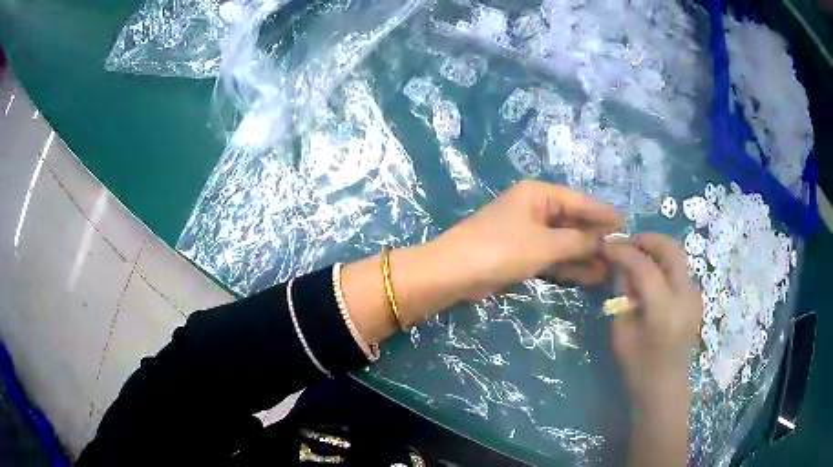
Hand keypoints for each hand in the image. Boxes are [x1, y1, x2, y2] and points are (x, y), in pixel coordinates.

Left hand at [342, 180, 620, 344]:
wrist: (454, 273)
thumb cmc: (501, 250)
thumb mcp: (545, 245)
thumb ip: (578, 241)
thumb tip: (605, 240)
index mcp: (539, 194)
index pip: (580, 201)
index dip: (603, 214)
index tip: (627, 225)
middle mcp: (535, 208)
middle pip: (573, 221)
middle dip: (595, 238)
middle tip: (622, 252)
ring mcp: (528, 231)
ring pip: (564, 241)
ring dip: (585, 254)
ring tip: (611, 268)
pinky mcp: (521, 253)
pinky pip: (552, 255)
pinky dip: (568, 265)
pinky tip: (590, 275)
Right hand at [603, 234, 701, 405]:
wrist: (665, 388)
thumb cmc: (638, 368)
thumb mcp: (621, 332)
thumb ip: (623, 294)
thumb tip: (621, 266)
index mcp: (665, 311)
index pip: (645, 266)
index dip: (623, 251)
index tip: (606, 246)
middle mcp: (686, 297)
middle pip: (670, 249)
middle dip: (646, 239)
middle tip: (625, 244)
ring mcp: (695, 295)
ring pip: (677, 255)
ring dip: (655, 249)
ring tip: (634, 258)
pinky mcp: (696, 297)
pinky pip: (679, 268)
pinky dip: (662, 262)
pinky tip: (648, 276)